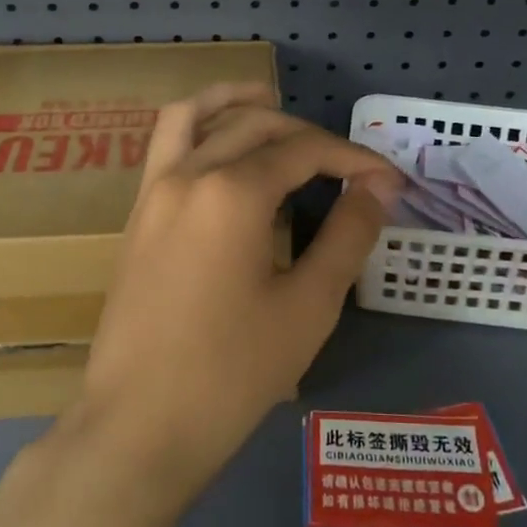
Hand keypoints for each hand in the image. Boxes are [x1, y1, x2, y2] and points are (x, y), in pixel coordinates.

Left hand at [73, 83, 403, 491]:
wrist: (139, 427)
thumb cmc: (232, 373)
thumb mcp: (308, 306)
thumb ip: (347, 235)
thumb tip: (377, 187)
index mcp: (233, 192)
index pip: (304, 151)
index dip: (353, 159)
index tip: (389, 182)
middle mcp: (189, 173)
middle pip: (257, 126)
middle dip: (308, 136)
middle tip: (348, 168)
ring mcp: (154, 189)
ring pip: (197, 115)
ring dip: (237, 101)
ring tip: (271, 99)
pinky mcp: (138, 213)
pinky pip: (166, 143)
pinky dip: (198, 124)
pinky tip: (223, 146)